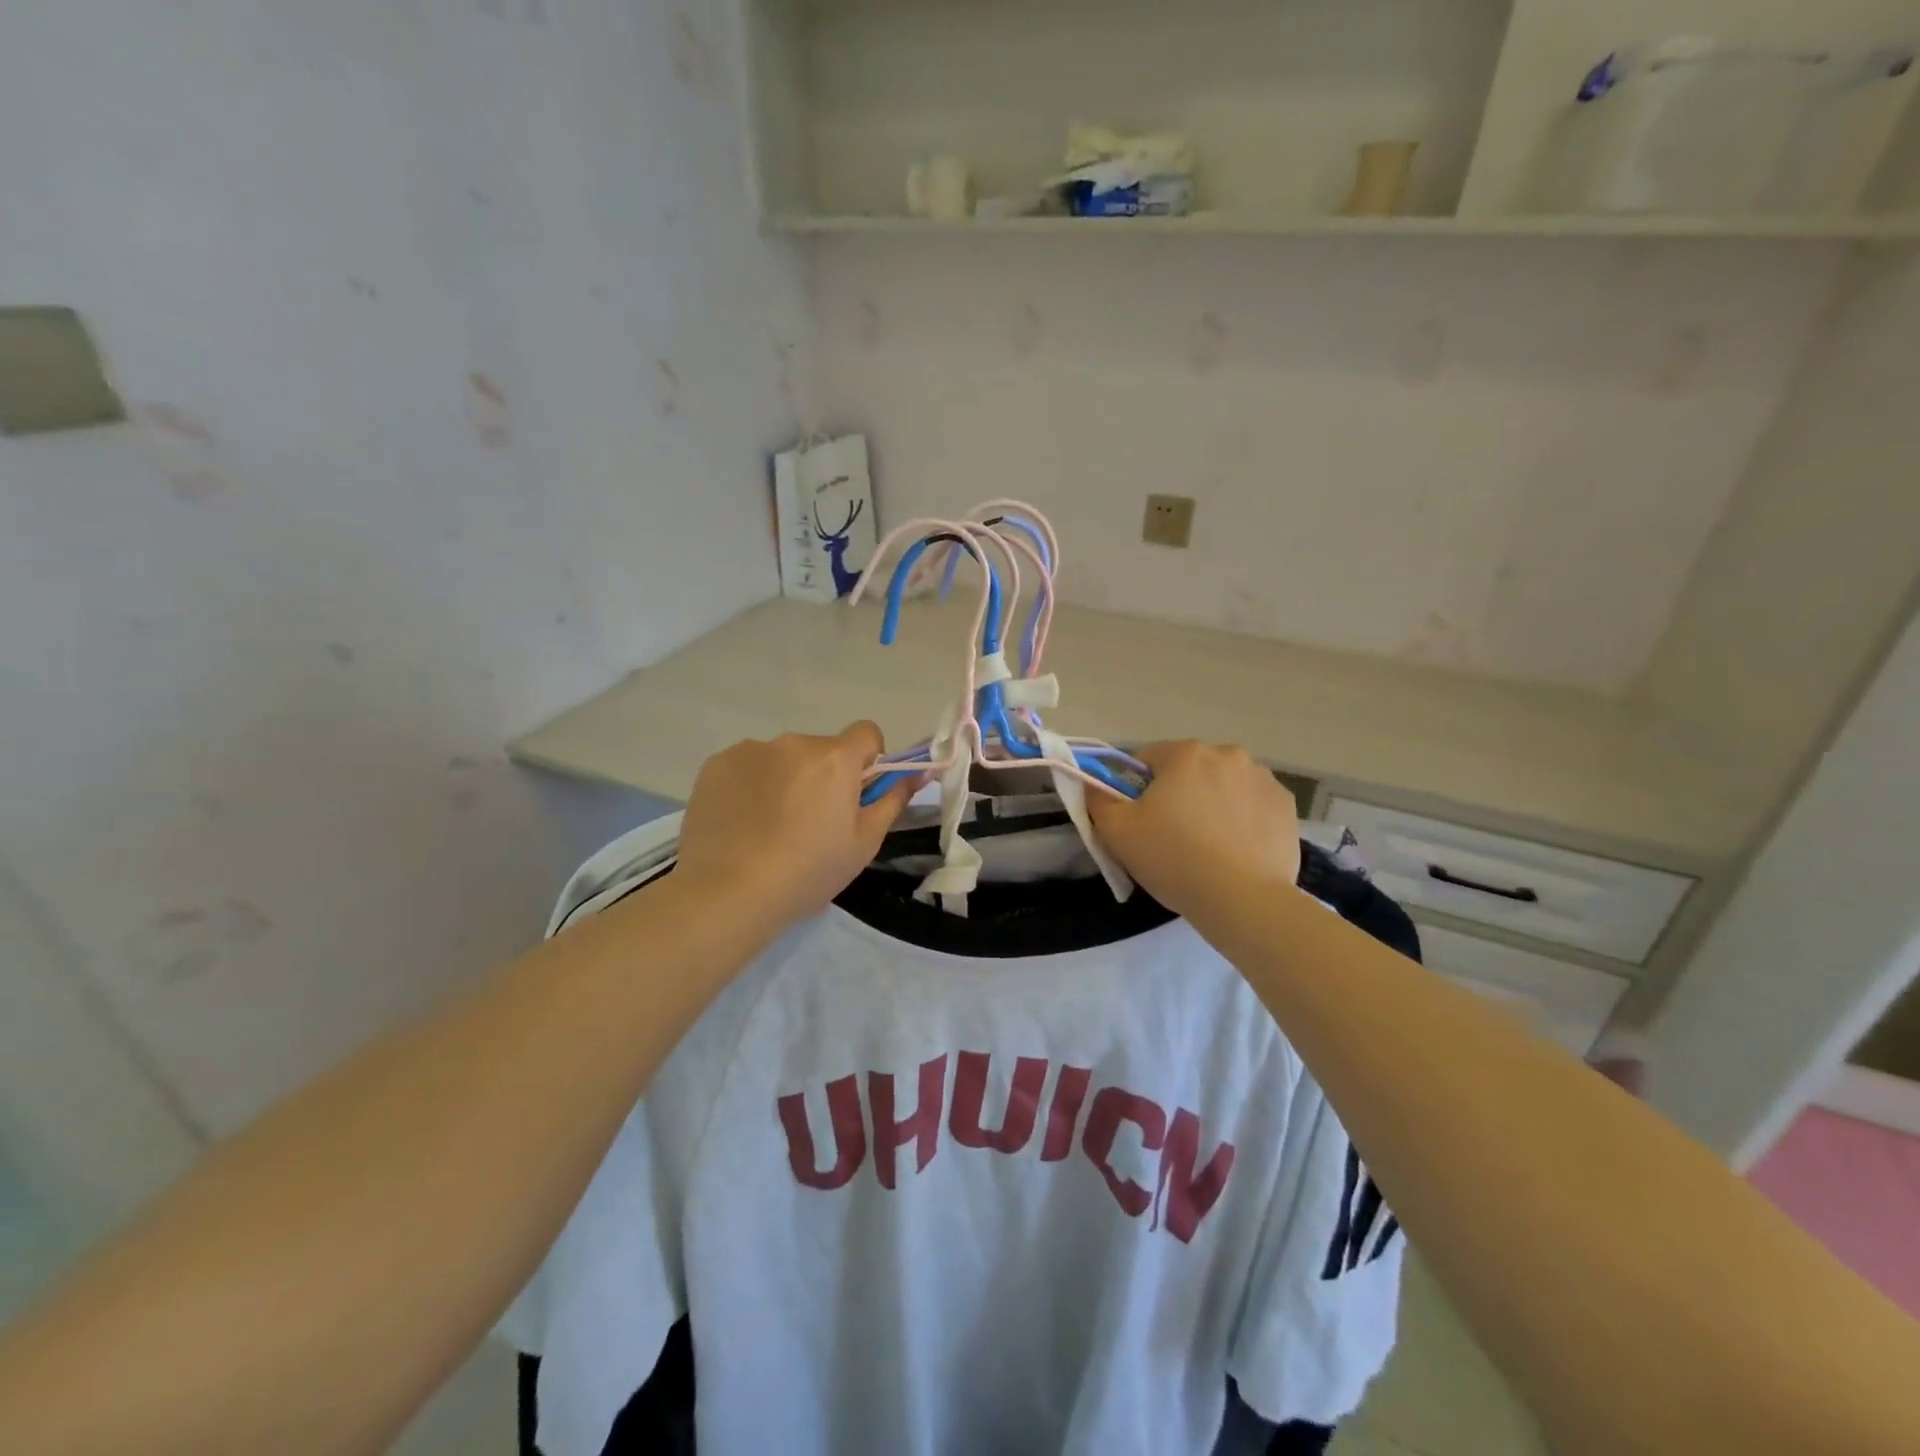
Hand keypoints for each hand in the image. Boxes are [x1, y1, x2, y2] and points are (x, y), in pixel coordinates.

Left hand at [676, 722, 916, 926]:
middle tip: (811, 822)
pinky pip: (747, 766)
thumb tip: (918, 773)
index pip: (866, 733)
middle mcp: (794, 742)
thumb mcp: (863, 843)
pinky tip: (742, 822)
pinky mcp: (716, 764)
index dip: (868, 761)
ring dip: (785, 779)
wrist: (727, 893)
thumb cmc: (808, 871)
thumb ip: (892, 800)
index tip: (856, 794)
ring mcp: (750, 750)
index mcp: (835, 758)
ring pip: (782, 758)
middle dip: (823, 775)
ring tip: (769, 827)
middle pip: (822, 749)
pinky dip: (751, 785)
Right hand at [1088, 742, 1300, 919]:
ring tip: (1208, 846)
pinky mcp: (1287, 806)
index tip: (1140, 821)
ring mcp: (1263, 778)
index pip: (1147, 760)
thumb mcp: (1117, 832)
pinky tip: (1236, 850)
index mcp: (1185, 753)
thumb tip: (1091, 783)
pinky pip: (1252, 805)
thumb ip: (1097, 799)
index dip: (1137, 789)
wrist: (1244, 901)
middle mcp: (1228, 754)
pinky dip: (1242, 819)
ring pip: (1223, 785)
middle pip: (1189, 770)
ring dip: (1212, 803)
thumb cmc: (1174, 859)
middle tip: (1172, 836)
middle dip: (1178, 794)